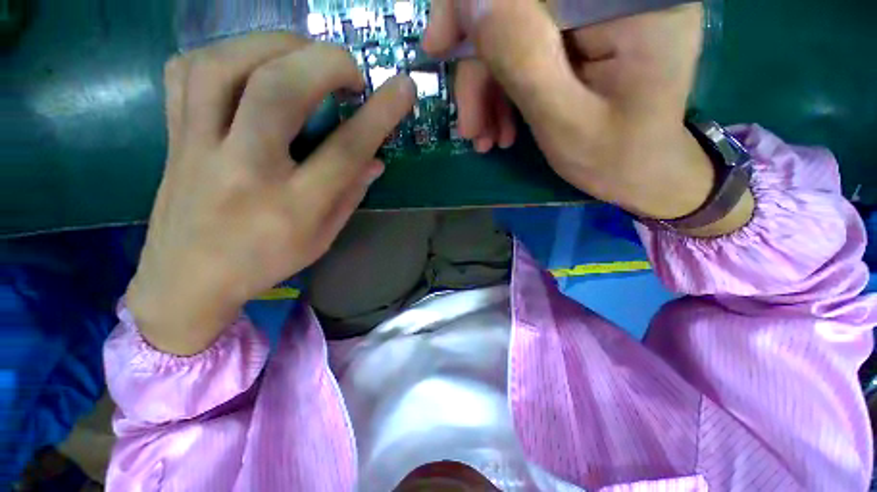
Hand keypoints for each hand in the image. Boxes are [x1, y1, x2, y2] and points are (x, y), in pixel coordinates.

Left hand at [128, 33, 414, 354]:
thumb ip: (351, 195)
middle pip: (278, 90)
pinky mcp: (173, 135)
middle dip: (325, 63)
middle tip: (349, 70)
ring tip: (304, 56)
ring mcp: (198, 146)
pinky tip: (251, 65)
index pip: (345, 150)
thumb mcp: (322, 238)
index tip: (403, 88)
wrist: (187, 280)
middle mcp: (244, 169)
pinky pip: (187, 72)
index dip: (379, 114)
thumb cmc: (265, 262)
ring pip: (225, 65)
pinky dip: (225, 53)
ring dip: (275, 45)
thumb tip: (376, 159)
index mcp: (292, 206)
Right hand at [424, 0, 752, 234]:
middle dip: (480, 69)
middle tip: (469, 125)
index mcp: (628, 2)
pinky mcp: (584, 36)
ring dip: (489, 89)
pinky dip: (506, 90)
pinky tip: (501, 127)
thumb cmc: (614, 157)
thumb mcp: (563, 119)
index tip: (438, 47)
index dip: (473, 3)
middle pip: (518, 8)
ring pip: (516, 32)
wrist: (641, 173)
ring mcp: (599, 14)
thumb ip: (522, 58)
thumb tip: (470, 0)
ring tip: (485, 137)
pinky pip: (527, 50)